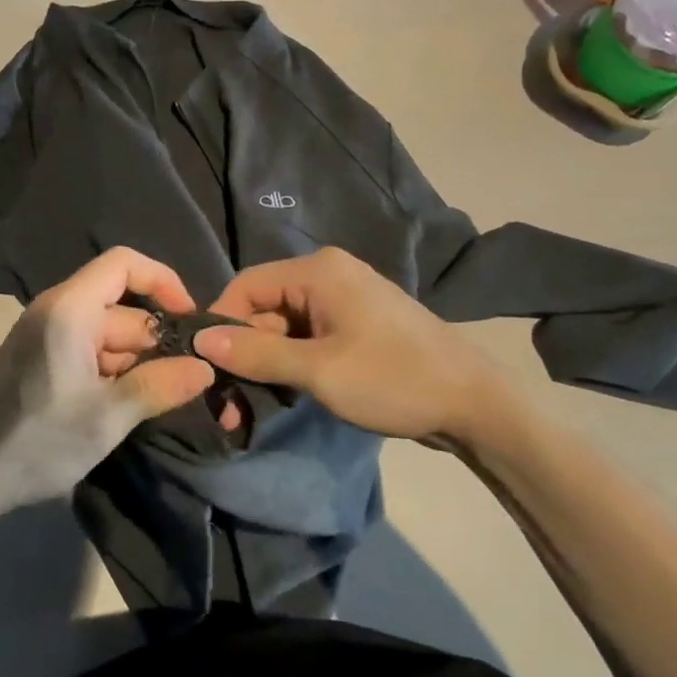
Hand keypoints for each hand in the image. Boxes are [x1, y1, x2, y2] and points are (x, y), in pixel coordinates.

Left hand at [0, 249, 215, 516]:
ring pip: (108, 332)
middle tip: (184, 382)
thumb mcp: (106, 419)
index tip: (190, 321)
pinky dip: (113, 371)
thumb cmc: (34, 443)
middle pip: (121, 306)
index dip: (163, 281)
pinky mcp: (39, 358)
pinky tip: (124, 405)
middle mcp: (56, 310)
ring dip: (136, 361)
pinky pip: (88, 350)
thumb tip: (205, 367)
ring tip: (159, 400)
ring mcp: (45, 335)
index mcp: (69, 310)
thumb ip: (159, 386)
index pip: (125, 264)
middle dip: (156, 339)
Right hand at [196, 248, 528, 449]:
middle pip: (265, 307)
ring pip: (286, 326)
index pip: (247, 286)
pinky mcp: (358, 325)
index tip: (209, 367)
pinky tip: (290, 393)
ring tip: (258, 405)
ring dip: (269, 362)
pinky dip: (295, 362)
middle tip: (232, 402)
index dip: (222, 324)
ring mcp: (346, 299)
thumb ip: (256, 352)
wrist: (476, 404)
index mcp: (318, 271)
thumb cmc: (393, 379)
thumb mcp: (317, 370)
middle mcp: (329, 275)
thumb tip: (200, 338)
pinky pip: (310, 336)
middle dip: (246, 351)